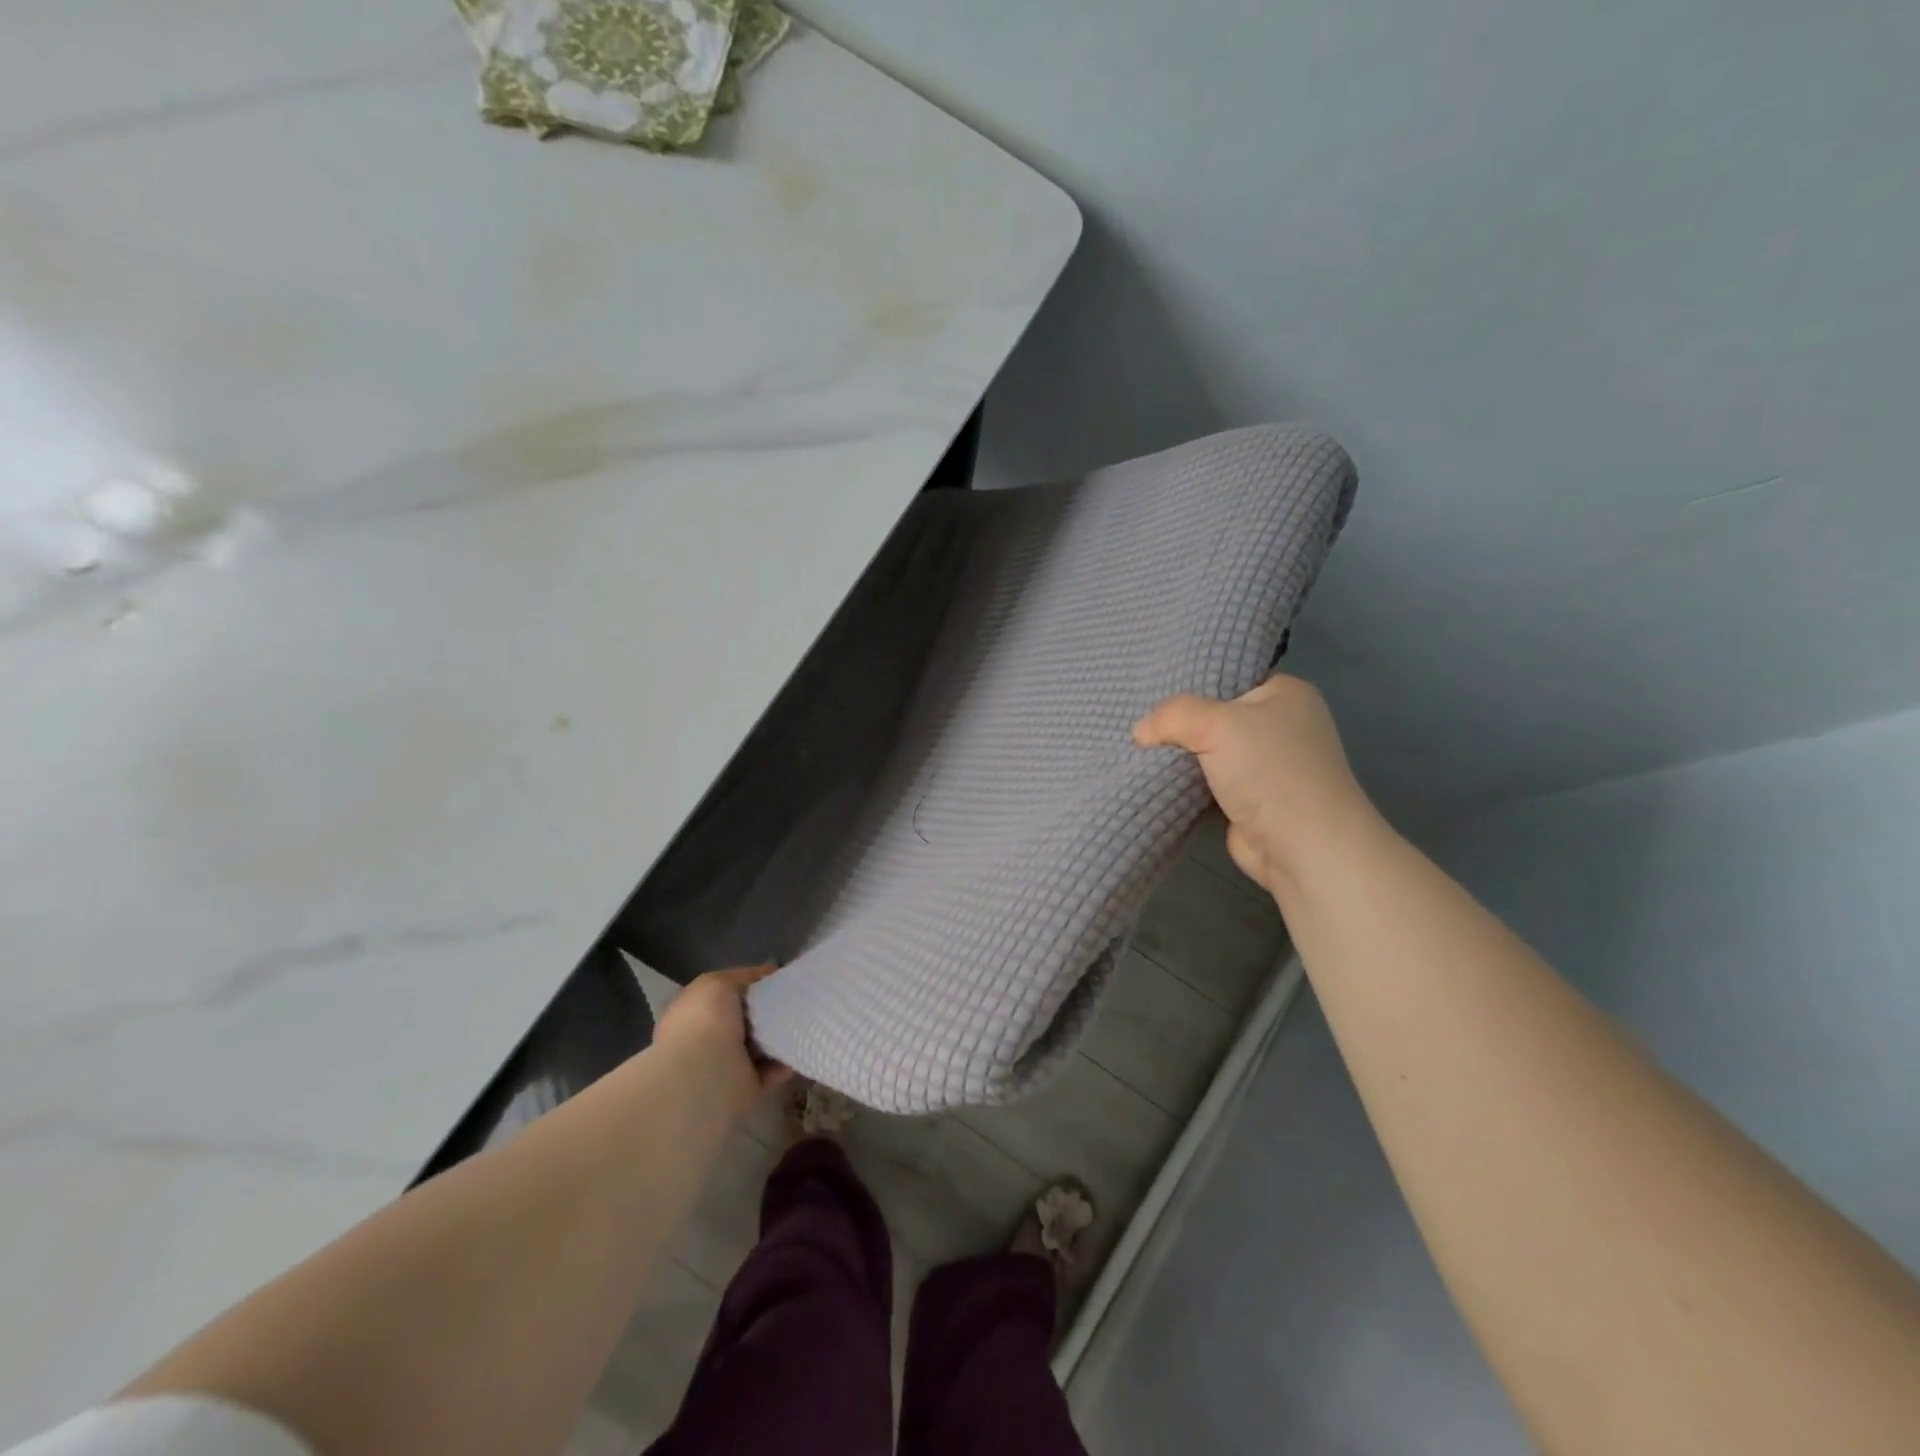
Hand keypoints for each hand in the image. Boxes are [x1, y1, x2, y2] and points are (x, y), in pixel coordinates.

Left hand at [652, 963, 791, 1121]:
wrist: (704, 1077)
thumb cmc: (705, 1022)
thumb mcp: (719, 982)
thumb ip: (744, 976)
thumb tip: (770, 972)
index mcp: (693, 1013)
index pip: (724, 995)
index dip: (750, 985)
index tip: (778, 979)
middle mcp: (707, 1039)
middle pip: (745, 1020)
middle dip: (768, 1010)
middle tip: (797, 998)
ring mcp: (726, 1065)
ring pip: (760, 1045)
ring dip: (780, 1036)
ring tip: (806, 1019)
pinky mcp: (746, 1087)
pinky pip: (772, 1070)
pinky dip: (788, 1061)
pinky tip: (804, 1045)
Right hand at [1133, 675, 1379, 892]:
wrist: (1300, 844)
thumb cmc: (1268, 769)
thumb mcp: (1214, 723)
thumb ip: (1172, 716)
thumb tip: (1140, 732)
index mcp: (1287, 693)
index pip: (1231, 678)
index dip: (1194, 685)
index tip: (1154, 693)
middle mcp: (1282, 726)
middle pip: (1217, 716)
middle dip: (1182, 725)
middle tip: (1143, 726)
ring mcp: (1269, 766)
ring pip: (1211, 752)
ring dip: (1182, 757)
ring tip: (1141, 750)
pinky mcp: (1253, 800)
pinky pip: (1210, 782)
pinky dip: (1188, 784)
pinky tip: (1158, 778)